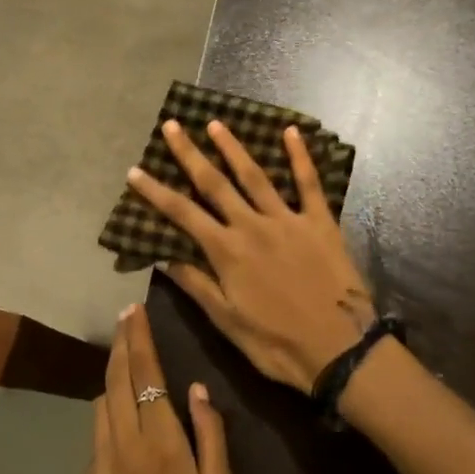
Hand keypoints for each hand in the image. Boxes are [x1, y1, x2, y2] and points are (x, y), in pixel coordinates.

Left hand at [73, 305, 232, 473]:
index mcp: (161, 442)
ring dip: (109, 383)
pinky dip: (107, 435)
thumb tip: (195, 388)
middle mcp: (123, 447)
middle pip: (114, 382)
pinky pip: (94, 451)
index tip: (133, 310)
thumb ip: (210, 434)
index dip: (138, 338)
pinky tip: (122, 450)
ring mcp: (97, 471)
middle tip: (123, 320)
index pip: (145, 374)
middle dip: (119, 346)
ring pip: (99, 411)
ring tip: (121, 369)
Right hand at [127, 120, 374, 393]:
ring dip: (233, 147)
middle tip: (172, 125)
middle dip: (189, 153)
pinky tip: (291, 131)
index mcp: (227, 251)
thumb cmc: (277, 344)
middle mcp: (252, 226)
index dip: (155, 191)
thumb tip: (163, 256)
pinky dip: (300, 156)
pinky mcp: (319, 222)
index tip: (135, 170)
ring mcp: (287, 220)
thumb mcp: (227, 322)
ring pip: (255, 175)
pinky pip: (309, 183)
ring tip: (215, 123)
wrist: (339, 350)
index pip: (182, 214)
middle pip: (214, 183)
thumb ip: (197, 285)